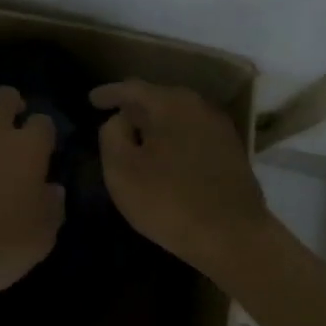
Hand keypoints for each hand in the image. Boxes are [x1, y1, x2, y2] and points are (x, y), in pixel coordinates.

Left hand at [0, 85, 64, 304]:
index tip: (44, 148)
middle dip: (10, 103)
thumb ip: (51, 207)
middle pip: (3, 97)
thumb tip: (53, 190)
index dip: (44, 133)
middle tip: (12, 123)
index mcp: (27, 149)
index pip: (43, 122)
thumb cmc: (0, 244)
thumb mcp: (41, 236)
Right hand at [91, 80, 269, 273]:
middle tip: (113, 119)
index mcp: (170, 104)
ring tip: (137, 140)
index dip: (109, 93)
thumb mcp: (122, 170)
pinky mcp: (231, 152)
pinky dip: (173, 140)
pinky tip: (165, 157)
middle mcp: (199, 106)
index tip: (91, 100)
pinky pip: (192, 135)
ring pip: (178, 117)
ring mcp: (220, 129)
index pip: (132, 88)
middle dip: (134, 108)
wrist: (234, 236)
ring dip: (156, 125)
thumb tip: (120, 120)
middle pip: (158, 99)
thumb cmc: (169, 201)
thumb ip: (112, 135)